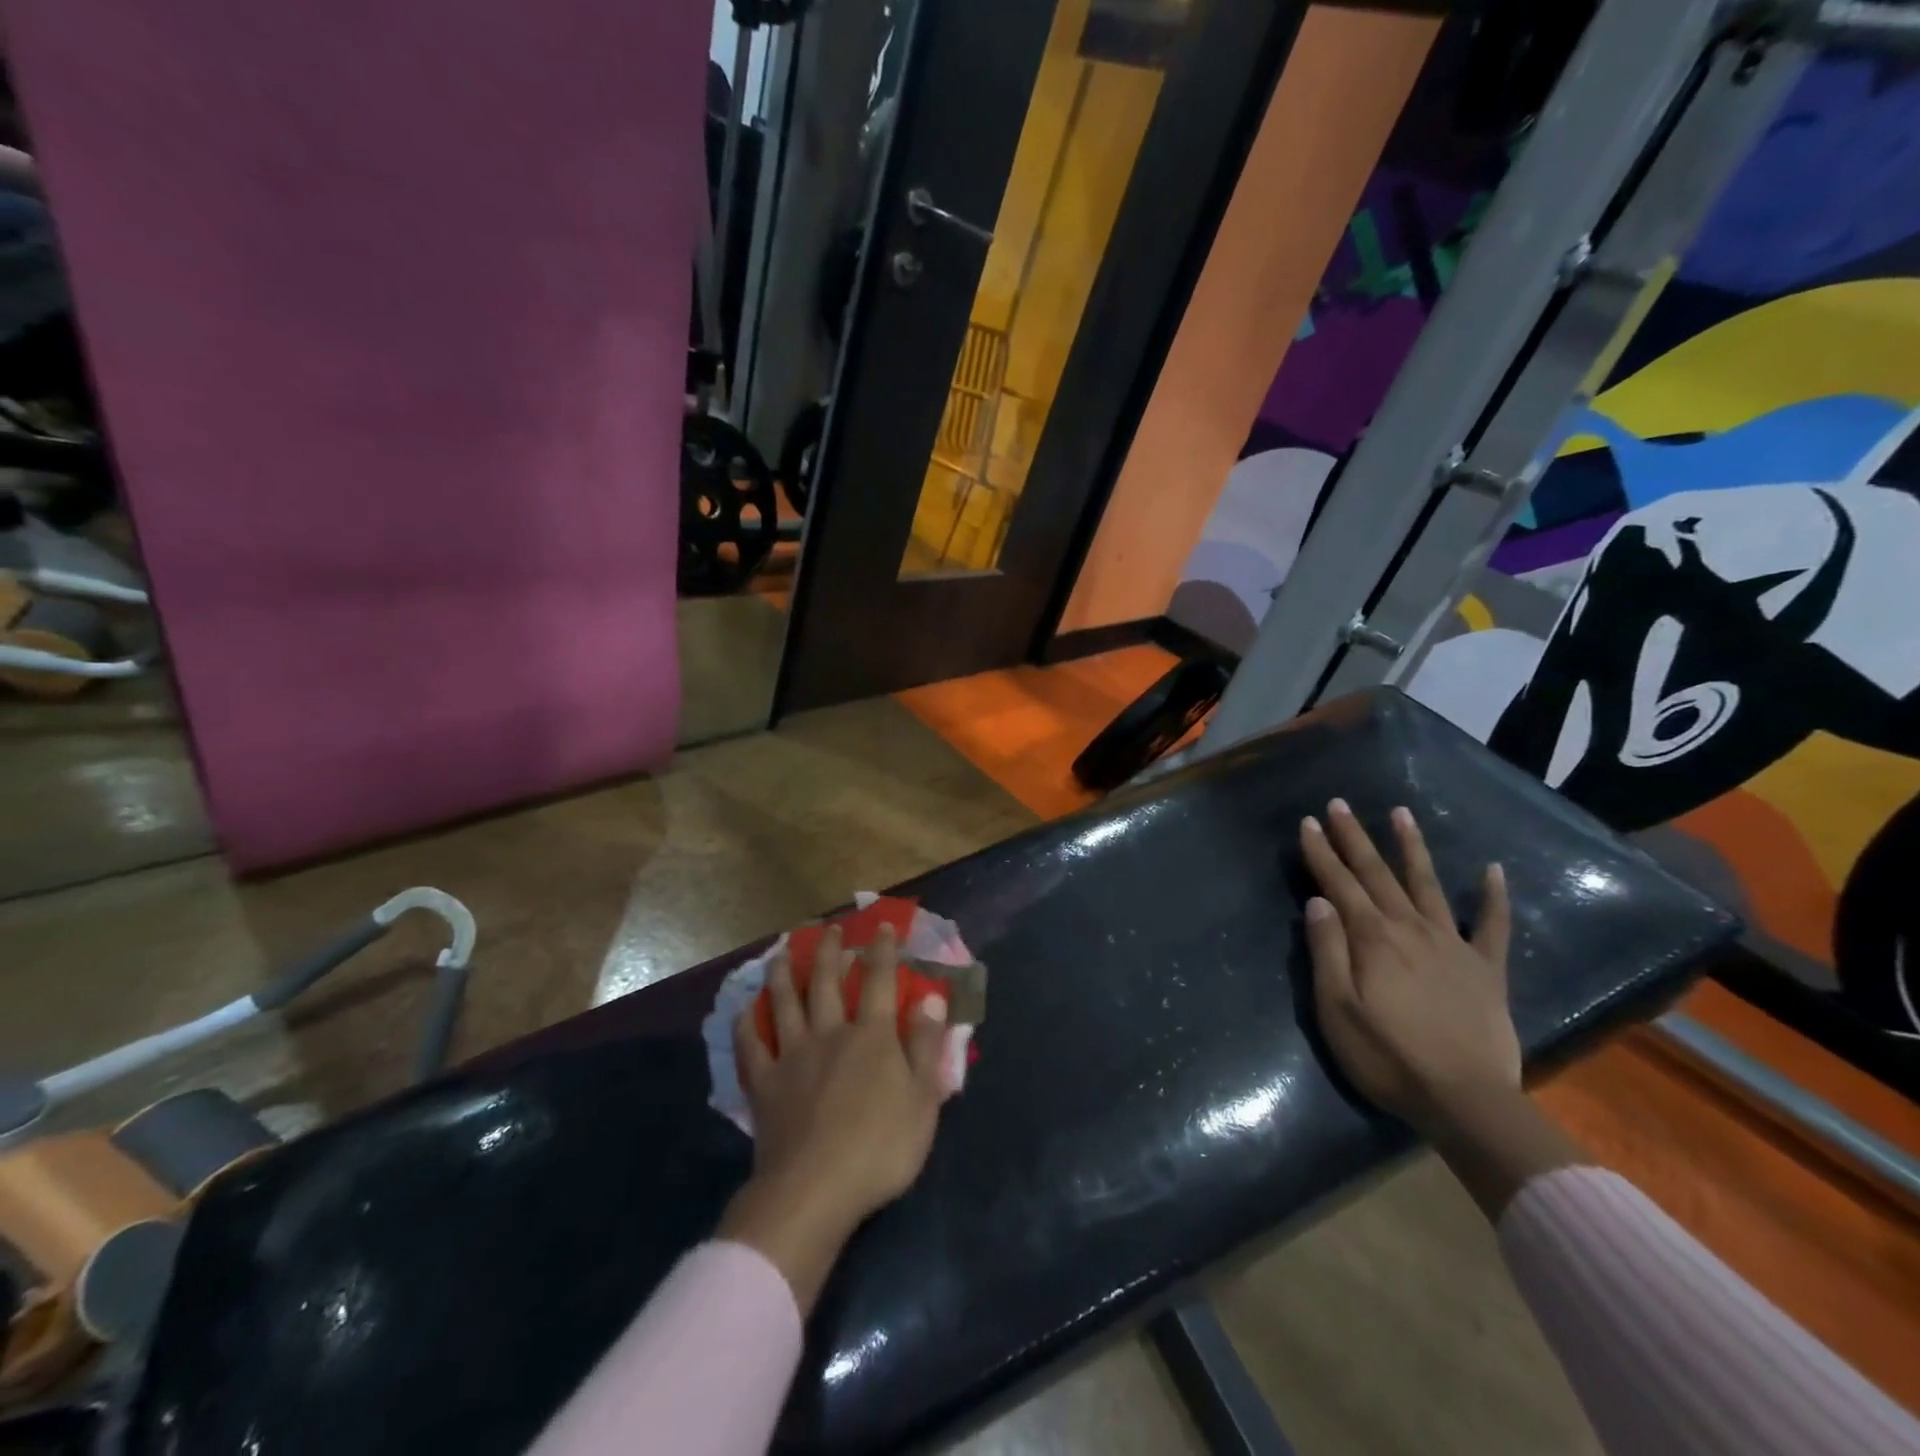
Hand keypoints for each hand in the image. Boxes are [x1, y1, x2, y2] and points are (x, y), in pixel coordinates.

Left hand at [717, 923, 949, 1310]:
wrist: (815, 1190)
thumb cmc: (879, 1148)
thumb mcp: (923, 1099)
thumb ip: (926, 1046)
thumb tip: (930, 998)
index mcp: (872, 1037)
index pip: (880, 981)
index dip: (883, 951)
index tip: (883, 926)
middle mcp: (830, 1033)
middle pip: (828, 982)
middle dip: (831, 951)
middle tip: (829, 929)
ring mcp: (792, 1056)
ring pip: (786, 1003)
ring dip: (785, 974)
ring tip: (782, 952)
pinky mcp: (764, 1083)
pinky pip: (750, 1045)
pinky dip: (747, 1023)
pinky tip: (746, 1009)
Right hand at [1299, 800, 1517, 1136]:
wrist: (1466, 1101)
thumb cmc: (1387, 1056)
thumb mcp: (1336, 1008)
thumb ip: (1327, 951)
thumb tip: (1319, 902)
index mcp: (1372, 939)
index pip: (1339, 884)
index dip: (1321, 852)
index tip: (1308, 822)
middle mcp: (1411, 929)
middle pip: (1377, 874)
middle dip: (1354, 838)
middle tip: (1339, 804)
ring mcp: (1453, 946)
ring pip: (1428, 885)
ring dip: (1411, 848)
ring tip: (1401, 813)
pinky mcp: (1486, 970)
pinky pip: (1493, 926)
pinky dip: (1493, 897)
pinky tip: (1492, 871)